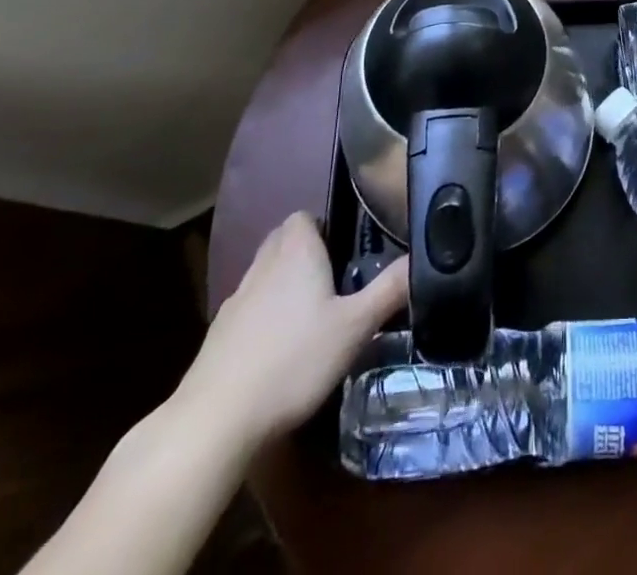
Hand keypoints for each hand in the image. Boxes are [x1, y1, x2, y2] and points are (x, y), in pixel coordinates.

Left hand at [178, 211, 406, 450]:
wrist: (216, 420)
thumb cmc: (294, 361)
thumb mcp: (355, 327)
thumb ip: (389, 290)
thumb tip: (421, 258)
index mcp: (296, 252)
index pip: (305, 216)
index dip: (325, 226)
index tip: (347, 249)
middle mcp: (264, 265)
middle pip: (283, 240)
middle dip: (306, 251)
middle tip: (336, 279)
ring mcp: (236, 300)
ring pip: (265, 274)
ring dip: (284, 284)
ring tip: (312, 316)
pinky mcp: (218, 335)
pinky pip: (249, 309)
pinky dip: (264, 318)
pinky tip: (280, 350)